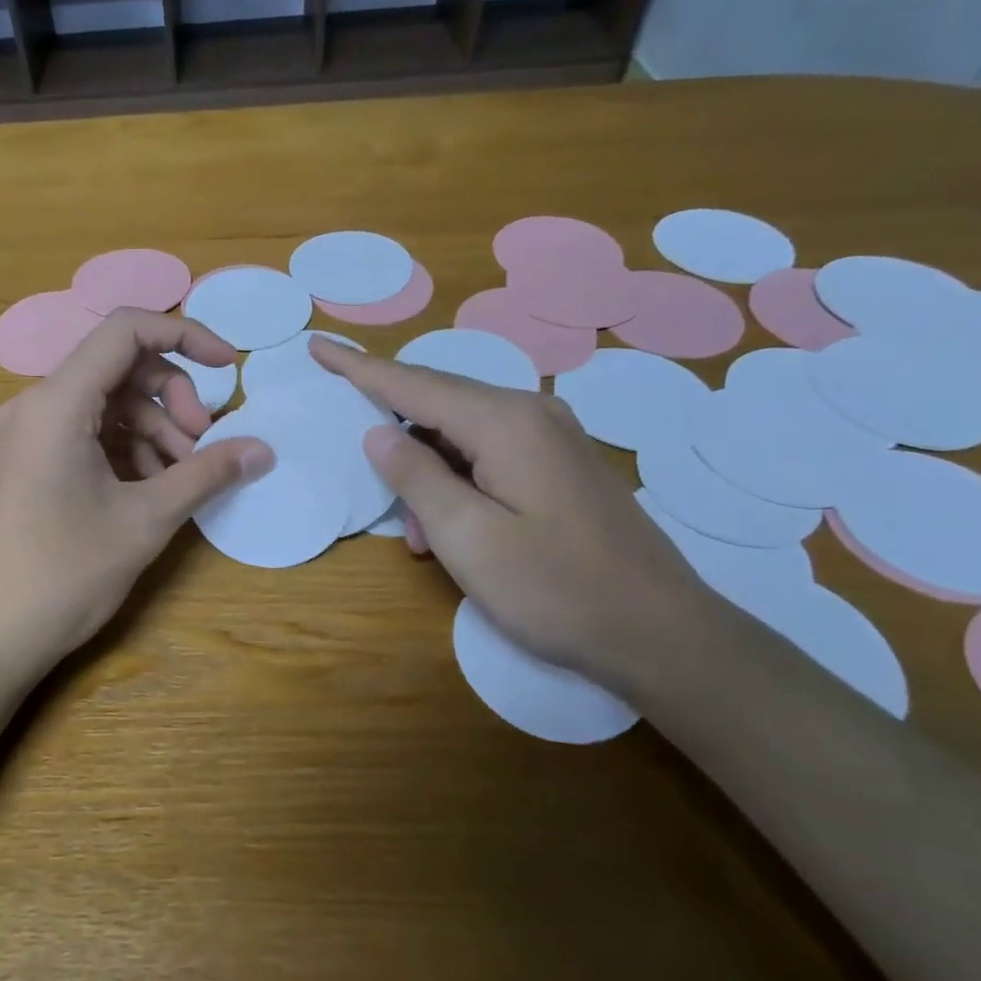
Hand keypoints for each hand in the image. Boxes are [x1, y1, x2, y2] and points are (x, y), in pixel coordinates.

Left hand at [0, 309, 272, 686]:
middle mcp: (38, 406)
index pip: (127, 329)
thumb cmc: (62, 575)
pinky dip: (126, 452)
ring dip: (154, 432)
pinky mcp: (28, 465)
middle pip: (121, 369)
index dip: (186, 335)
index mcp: (59, 402)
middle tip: (203, 446)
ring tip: (181, 481)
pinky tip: (149, 493)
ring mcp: (29, 436)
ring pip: (107, 406)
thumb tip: (263, 451)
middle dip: (173, 399)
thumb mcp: (145, 521)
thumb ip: (206, 474)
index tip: (229, 368)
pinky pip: (86, 436)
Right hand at [310, 338, 723, 694]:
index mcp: (504, 422)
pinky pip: (489, 453)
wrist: (663, 634)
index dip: (359, 367)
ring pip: (462, 433)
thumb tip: (377, 434)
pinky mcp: (561, 465)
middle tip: (348, 438)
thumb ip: (416, 477)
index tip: (318, 345)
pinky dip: (456, 480)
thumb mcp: (469, 538)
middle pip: (438, 400)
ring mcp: (552, 437)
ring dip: (426, 469)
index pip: (413, 383)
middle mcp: (531, 413)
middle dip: (389, 422)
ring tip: (414, 532)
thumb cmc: (557, 589)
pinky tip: (450, 528)